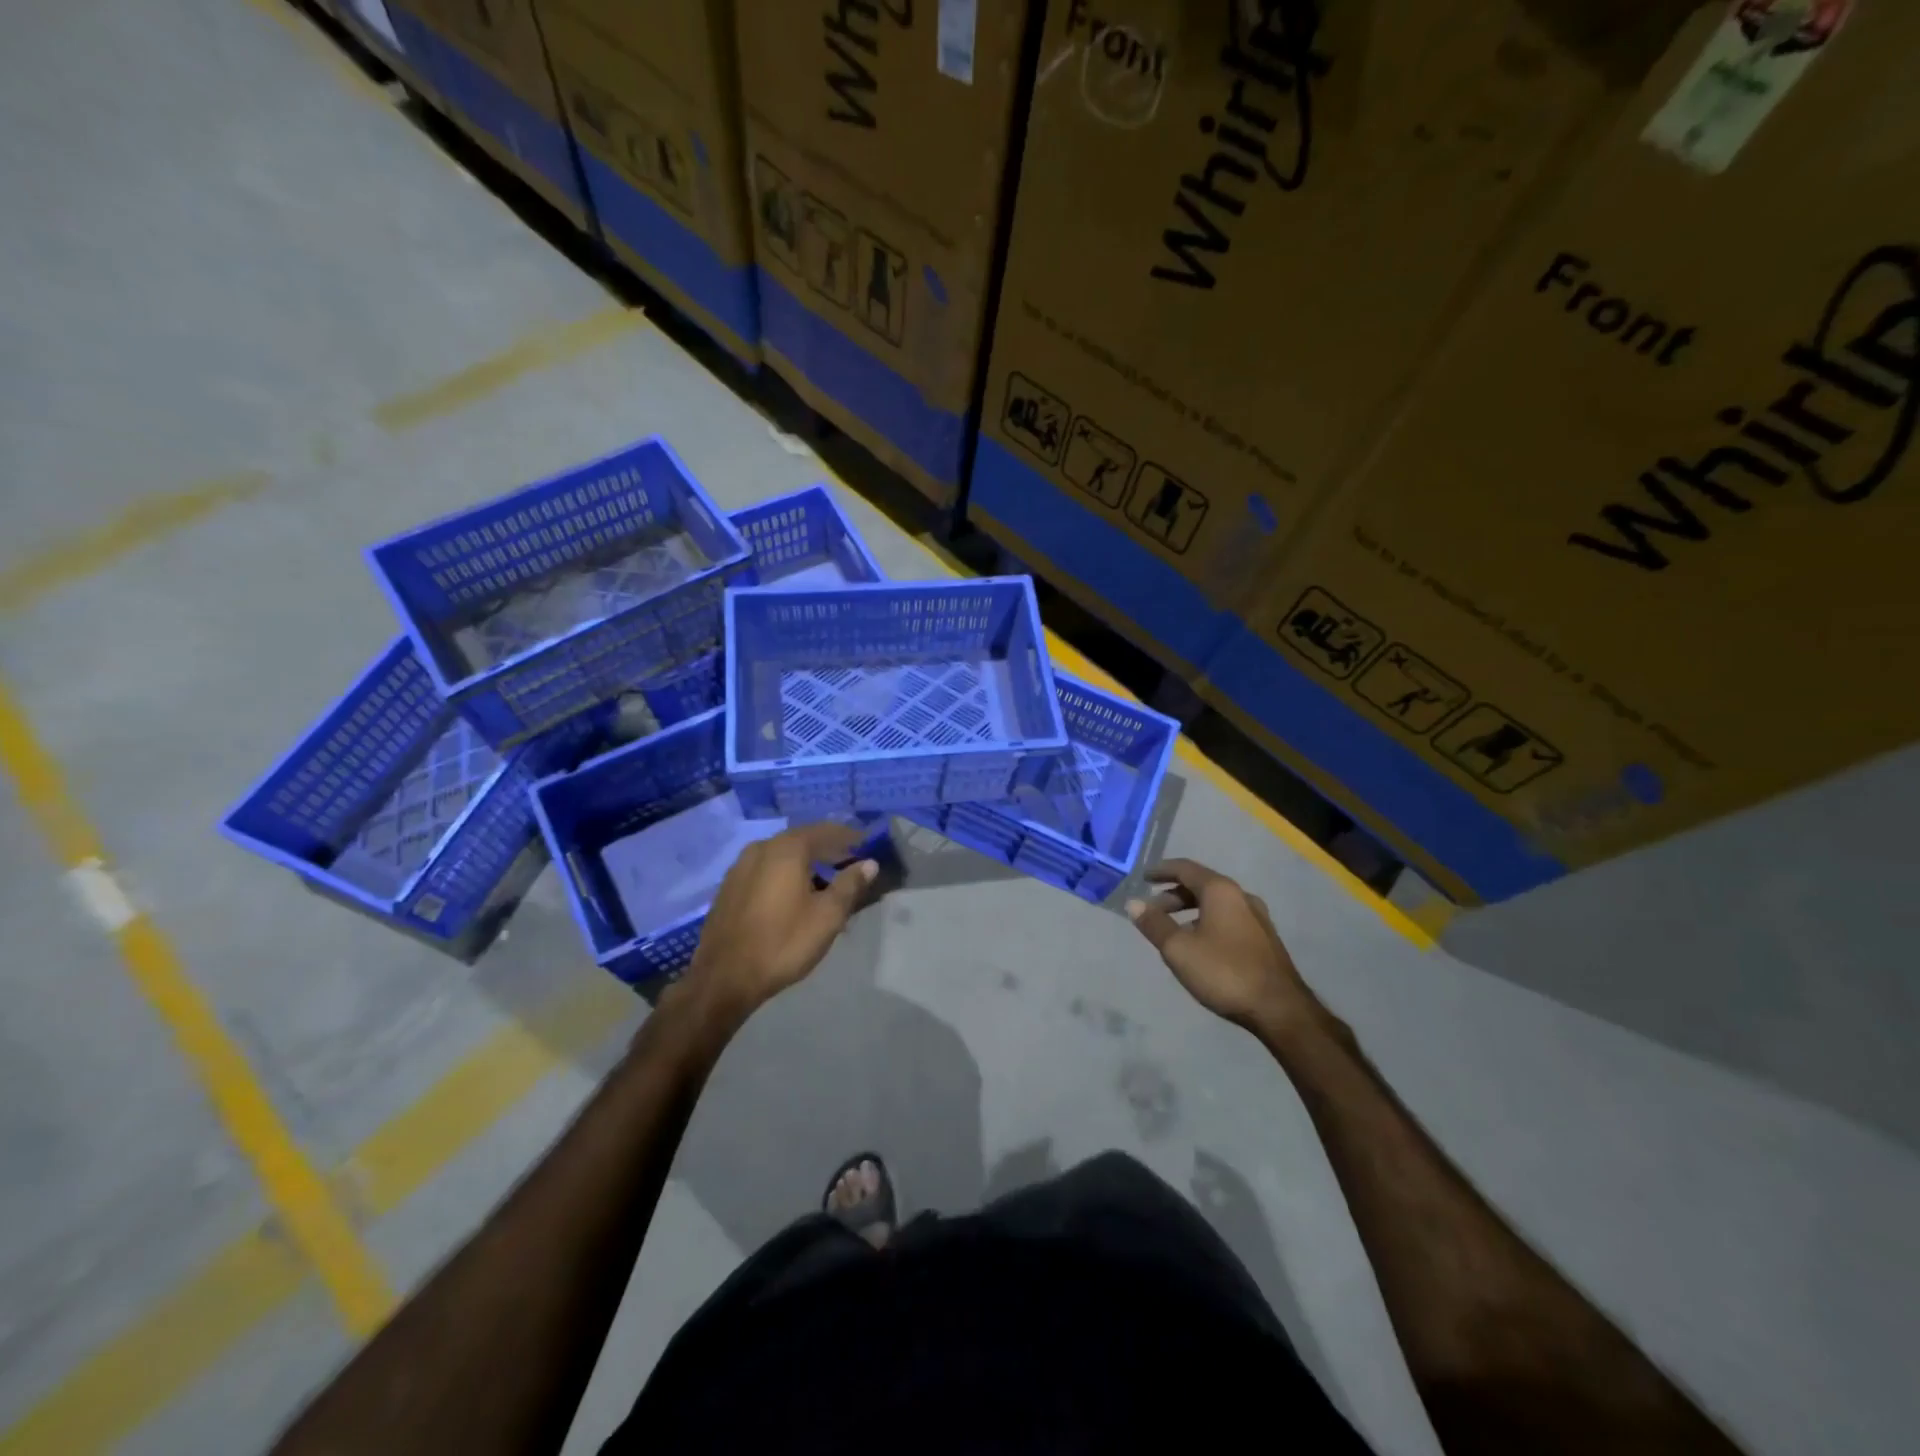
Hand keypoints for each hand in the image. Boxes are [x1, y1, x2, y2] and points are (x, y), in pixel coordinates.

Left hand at [680, 822, 878, 1024]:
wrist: (723, 978)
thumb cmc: (783, 943)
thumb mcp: (827, 916)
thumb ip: (850, 885)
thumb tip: (869, 863)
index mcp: (787, 849)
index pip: (825, 831)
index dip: (849, 837)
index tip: (867, 845)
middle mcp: (761, 848)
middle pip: (802, 840)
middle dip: (828, 850)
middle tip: (850, 863)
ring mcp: (740, 866)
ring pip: (782, 856)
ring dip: (806, 863)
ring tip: (825, 882)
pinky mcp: (729, 887)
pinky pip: (766, 870)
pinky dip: (785, 874)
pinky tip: (794, 895)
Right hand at [1127, 859, 1316, 1032]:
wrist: (1280, 1009)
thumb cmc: (1224, 972)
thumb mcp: (1179, 949)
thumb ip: (1154, 924)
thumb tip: (1133, 903)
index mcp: (1220, 891)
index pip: (1185, 868)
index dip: (1161, 871)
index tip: (1143, 877)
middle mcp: (1241, 896)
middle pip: (1201, 885)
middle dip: (1174, 895)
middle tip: (1153, 910)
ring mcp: (1257, 918)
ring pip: (1216, 904)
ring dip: (1190, 911)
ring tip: (1173, 930)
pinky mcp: (1264, 939)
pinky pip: (1228, 919)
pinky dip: (1207, 922)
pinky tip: (1199, 945)